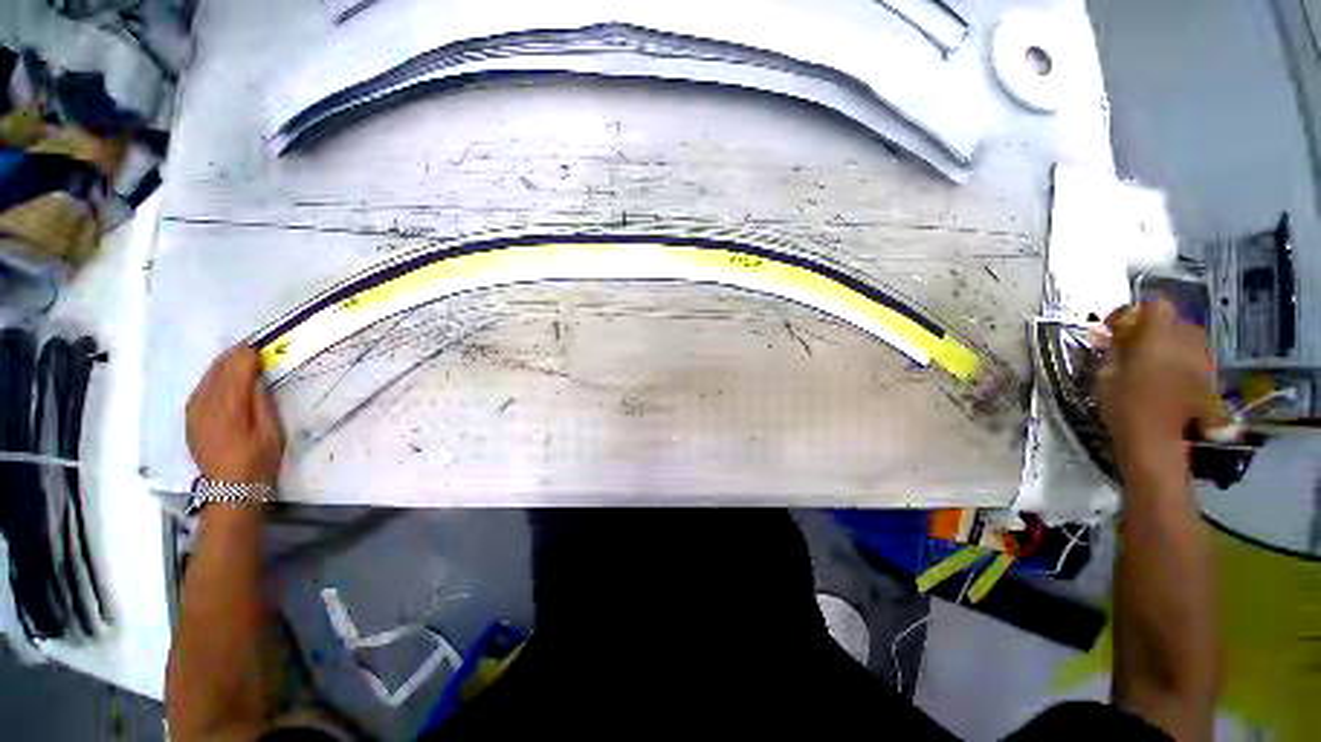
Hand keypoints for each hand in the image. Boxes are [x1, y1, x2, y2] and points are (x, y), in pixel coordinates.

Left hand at [186, 345, 283, 484]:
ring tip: (240, 358)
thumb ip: (262, 400)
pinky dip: (213, 377)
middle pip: (218, 369)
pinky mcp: (190, 417)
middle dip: (235, 355)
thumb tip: (257, 375)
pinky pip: (200, 388)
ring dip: (223, 364)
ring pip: (207, 376)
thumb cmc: (259, 459)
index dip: (249, 355)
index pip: (236, 369)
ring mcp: (194, 411)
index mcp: (229, 407)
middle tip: (254, 347)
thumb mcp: (272, 430)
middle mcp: (205, 404)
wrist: (230, 488)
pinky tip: (223, 378)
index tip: (263, 346)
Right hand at [1096, 298, 1215, 456]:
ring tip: (1153, 360)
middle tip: (1135, 344)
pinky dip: (1182, 360)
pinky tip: (1169, 376)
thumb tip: (1116, 334)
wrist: (1157, 443)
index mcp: (1158, 338)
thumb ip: (1116, 350)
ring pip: (1189, 338)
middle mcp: (1186, 343)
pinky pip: (1196, 357)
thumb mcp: (1107, 375)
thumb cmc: (1125, 407)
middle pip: (1175, 320)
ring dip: (1170, 343)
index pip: (1156, 305)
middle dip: (1155, 327)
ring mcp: (1203, 361)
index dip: (1137, 310)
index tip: (1119, 325)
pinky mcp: (1210, 378)